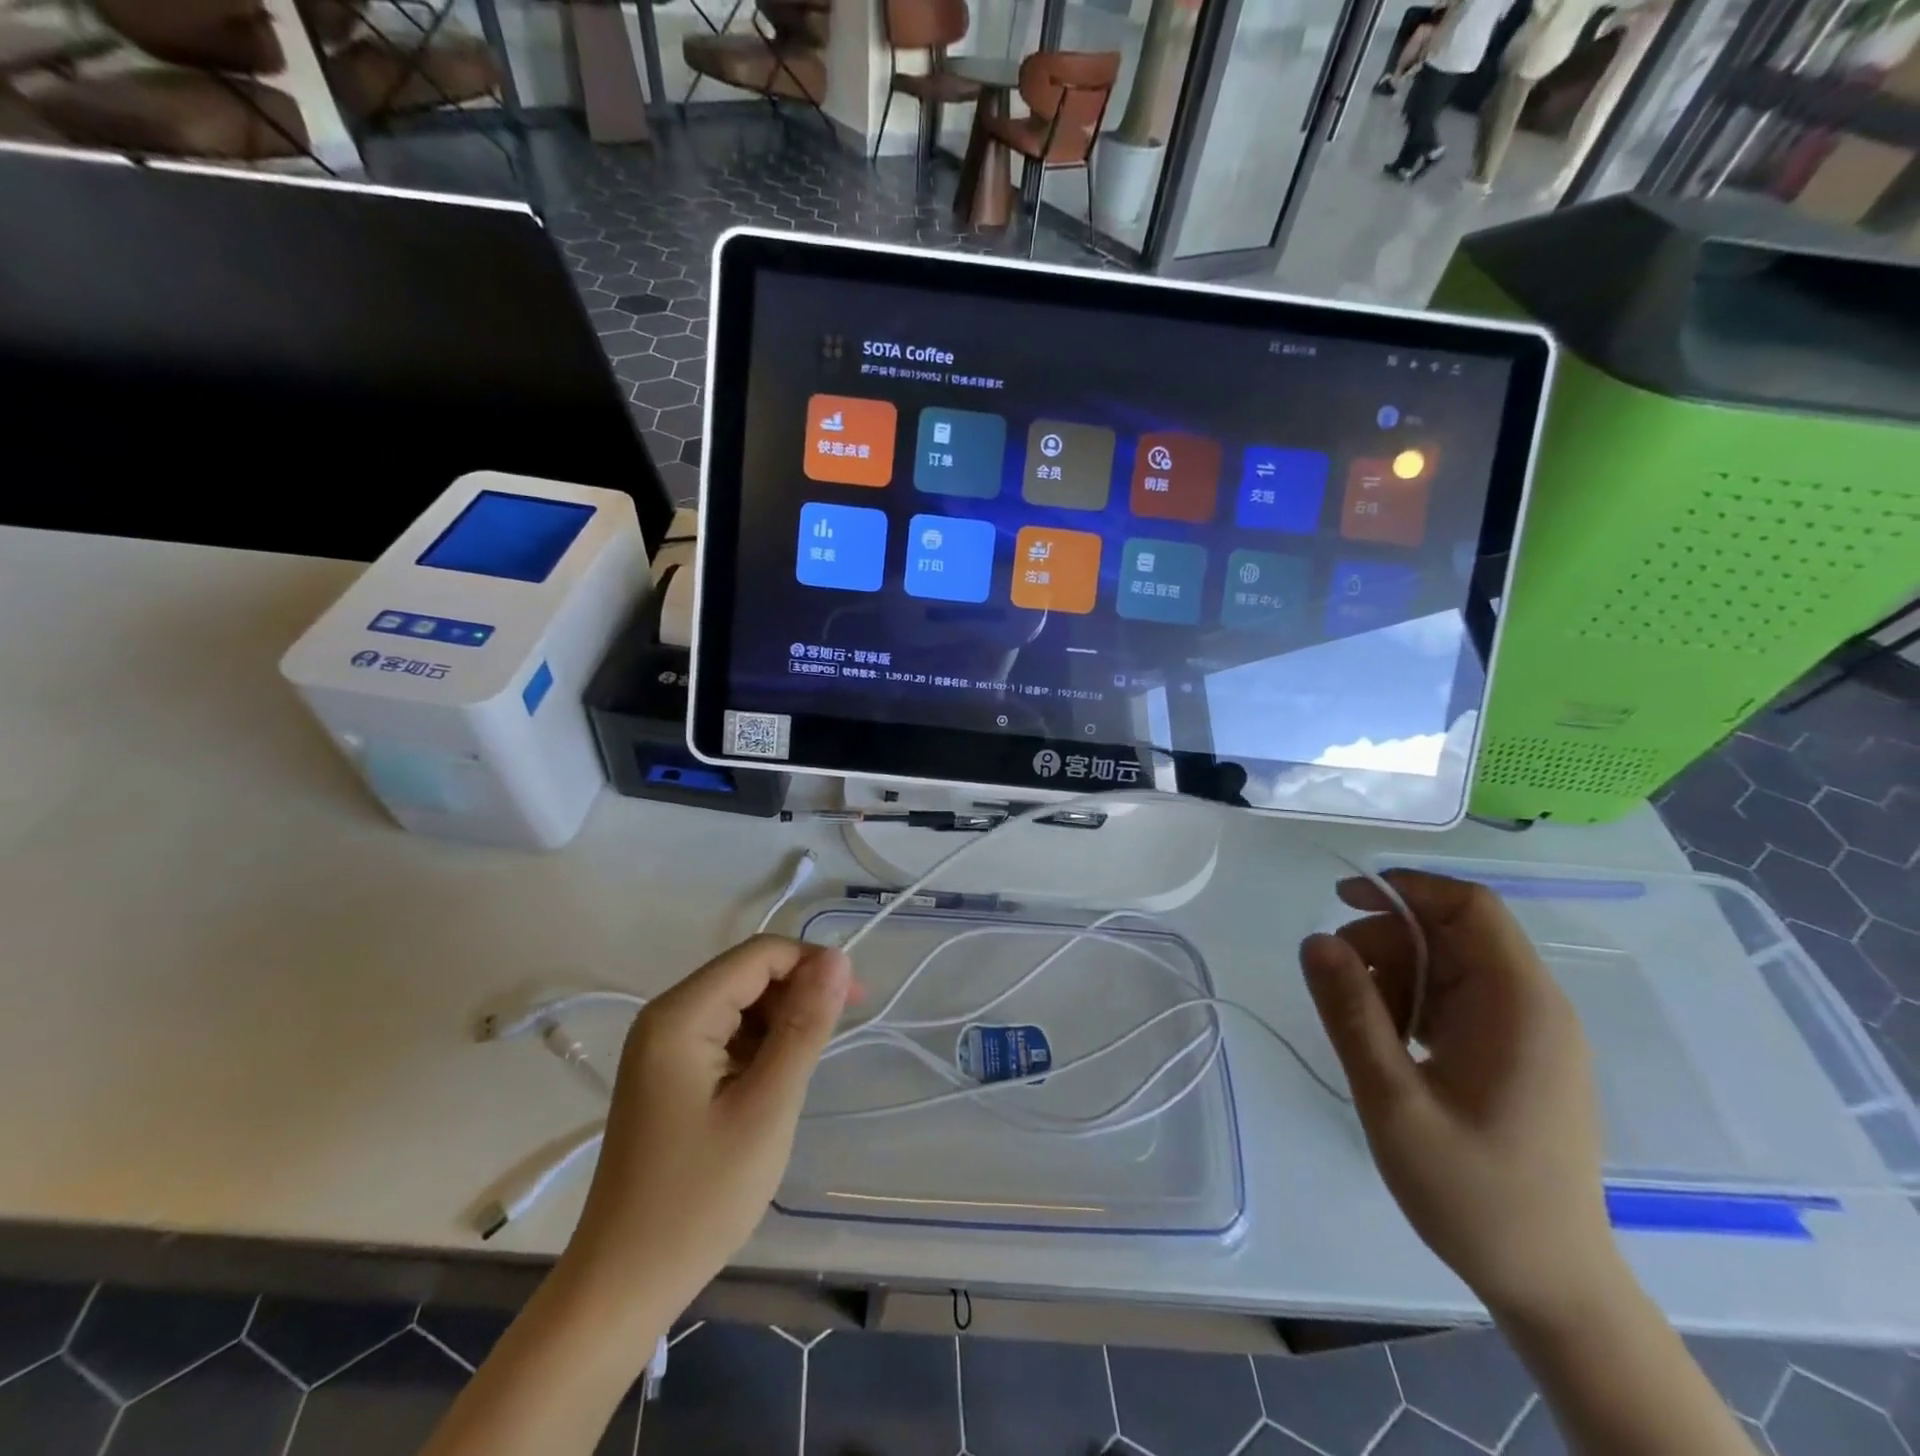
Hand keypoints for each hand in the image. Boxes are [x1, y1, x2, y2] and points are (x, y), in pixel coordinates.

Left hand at [564, 936, 852, 1318]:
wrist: (624, 1285)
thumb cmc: (700, 1196)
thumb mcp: (767, 1106)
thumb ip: (804, 1026)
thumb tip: (838, 959)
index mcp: (680, 1015)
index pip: (759, 955)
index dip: (811, 964)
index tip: (855, 1000)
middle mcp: (665, 1017)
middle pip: (747, 975)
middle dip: (798, 993)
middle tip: (836, 1036)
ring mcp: (661, 1047)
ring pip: (739, 1005)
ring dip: (780, 1022)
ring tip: (804, 1070)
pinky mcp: (667, 1074)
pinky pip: (724, 1035)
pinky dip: (759, 1047)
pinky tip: (774, 1083)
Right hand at [1299, 871, 1620, 1321]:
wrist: (1549, 1284)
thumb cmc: (1474, 1193)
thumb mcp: (1393, 1100)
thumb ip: (1351, 1013)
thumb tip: (1315, 939)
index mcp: (1519, 1005)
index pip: (1469, 906)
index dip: (1404, 889)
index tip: (1340, 902)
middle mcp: (1532, 1006)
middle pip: (1450, 933)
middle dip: (1384, 941)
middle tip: (1337, 986)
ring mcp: (1525, 1032)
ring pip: (1446, 965)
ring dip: (1393, 975)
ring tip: (1363, 1029)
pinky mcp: (1513, 1055)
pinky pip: (1453, 999)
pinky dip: (1411, 1004)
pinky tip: (1389, 1045)